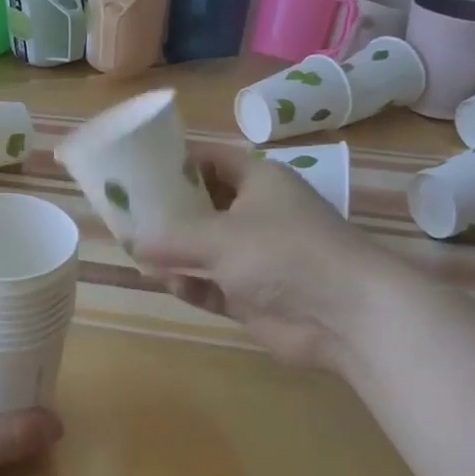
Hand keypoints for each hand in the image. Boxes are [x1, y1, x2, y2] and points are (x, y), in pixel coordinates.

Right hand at [139, 143, 387, 370]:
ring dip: (176, 254)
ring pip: (206, 250)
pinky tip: (168, 284)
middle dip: (169, 213)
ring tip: (139, 254)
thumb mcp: (218, 236)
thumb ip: (170, 238)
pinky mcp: (255, 296)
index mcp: (259, 182)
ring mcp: (257, 258)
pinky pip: (214, 285)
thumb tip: (131, 240)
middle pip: (205, 206)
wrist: (346, 316)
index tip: (139, 166)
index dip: (178, 160)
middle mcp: (258, 214)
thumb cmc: (283, 253)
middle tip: (128, 215)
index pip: (213, 160)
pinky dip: (192, 284)